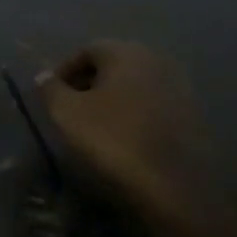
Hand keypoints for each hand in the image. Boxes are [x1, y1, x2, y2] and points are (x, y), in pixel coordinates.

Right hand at [36, 40, 208, 219]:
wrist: (174, 186)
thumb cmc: (114, 139)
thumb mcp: (68, 113)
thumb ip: (50, 88)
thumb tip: (43, 76)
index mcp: (125, 52)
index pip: (86, 51)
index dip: (64, 71)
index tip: (52, 96)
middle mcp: (156, 59)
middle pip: (113, 65)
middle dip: (89, 83)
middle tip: (72, 108)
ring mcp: (179, 86)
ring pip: (134, 85)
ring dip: (114, 99)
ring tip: (97, 125)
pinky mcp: (193, 114)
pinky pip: (153, 105)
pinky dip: (136, 114)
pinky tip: (126, 137)